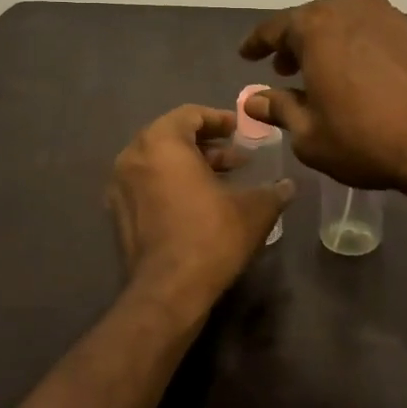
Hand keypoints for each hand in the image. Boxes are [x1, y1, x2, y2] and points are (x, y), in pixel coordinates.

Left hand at [107, 106, 292, 313]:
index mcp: (162, 142)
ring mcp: (120, 186)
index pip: (190, 114)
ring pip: (159, 161)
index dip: (219, 119)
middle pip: (172, 136)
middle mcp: (133, 156)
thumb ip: (273, 190)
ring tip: (224, 180)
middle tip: (237, 157)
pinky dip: (172, 183)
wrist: (168, 293)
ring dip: (191, 164)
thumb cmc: (211, 236)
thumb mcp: (254, 209)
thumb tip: (288, 185)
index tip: (240, 131)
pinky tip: (201, 203)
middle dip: (207, 144)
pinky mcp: (118, 214)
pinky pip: (148, 183)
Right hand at [239, 0, 406, 193]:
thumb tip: (255, 99)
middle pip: (311, 20)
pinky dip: (353, 47)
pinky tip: (353, 74)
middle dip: (294, 44)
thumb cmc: (366, 138)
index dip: (258, 43)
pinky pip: (369, 32)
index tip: (246, 55)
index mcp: (316, 24)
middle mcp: (349, 7)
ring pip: (342, 23)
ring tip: (318, 74)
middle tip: (283, 69)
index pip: (275, 28)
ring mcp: (385, 15)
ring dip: (326, 44)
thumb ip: (280, 108)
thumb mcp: (310, 133)